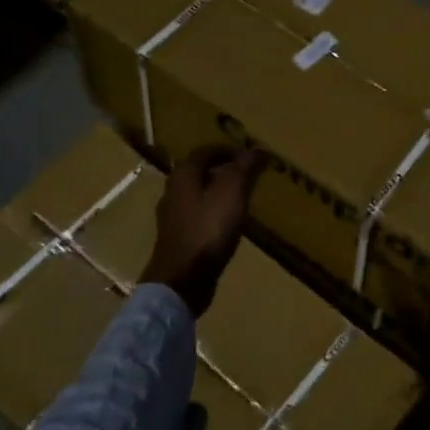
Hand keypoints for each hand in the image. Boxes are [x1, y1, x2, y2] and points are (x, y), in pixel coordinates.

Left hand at [141, 146, 265, 314]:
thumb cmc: (208, 229)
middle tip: (248, 174)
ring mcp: (173, 217)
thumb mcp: (232, 192)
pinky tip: (230, 222)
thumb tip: (257, 149)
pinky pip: (199, 216)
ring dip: (219, 192)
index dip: (228, 150)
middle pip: (200, 172)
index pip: (205, 151)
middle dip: (223, 170)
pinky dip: (215, 212)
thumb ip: (244, 168)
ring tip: (243, 197)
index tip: (250, 155)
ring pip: (199, 194)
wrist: (182, 279)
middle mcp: (173, 191)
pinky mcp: (178, 239)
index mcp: (183, 175)